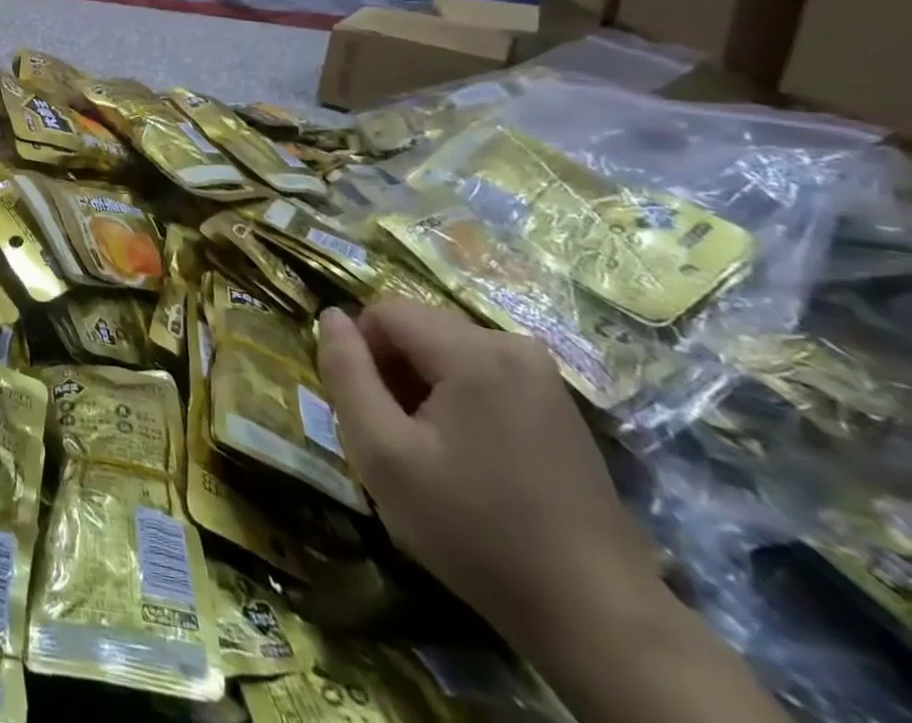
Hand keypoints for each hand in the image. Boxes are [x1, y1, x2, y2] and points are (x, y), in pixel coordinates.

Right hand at [316, 301, 662, 656]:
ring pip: (446, 351)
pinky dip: (458, 400)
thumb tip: (330, 317)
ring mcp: (543, 374)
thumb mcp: (383, 455)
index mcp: (473, 351)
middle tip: (400, 439)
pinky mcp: (558, 403)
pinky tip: (472, 458)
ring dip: (424, 388)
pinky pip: (481, 373)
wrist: (600, 619)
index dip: (362, 355)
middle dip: (394, 372)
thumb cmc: (476, 532)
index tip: (373, 414)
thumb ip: (345, 374)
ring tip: (434, 453)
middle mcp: (512, 344)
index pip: (383, 311)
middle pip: (418, 328)